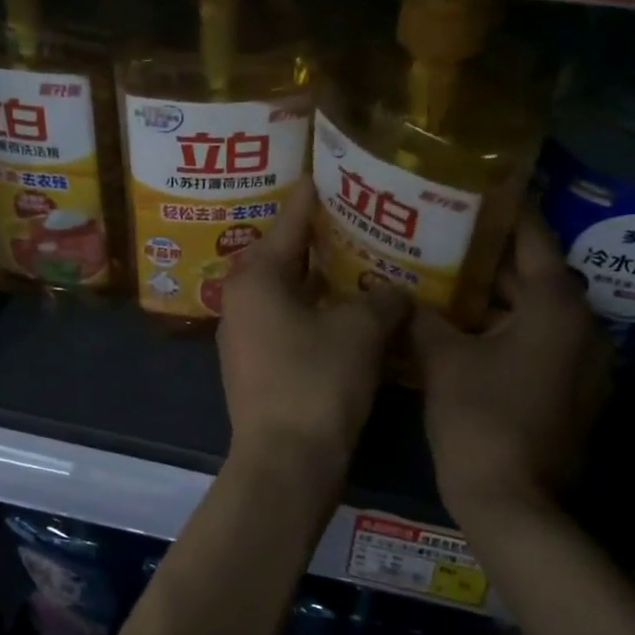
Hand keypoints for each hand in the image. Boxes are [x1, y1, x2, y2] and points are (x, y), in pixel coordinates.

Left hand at [217, 188, 407, 471]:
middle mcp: (240, 297)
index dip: (320, 193)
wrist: (285, 463)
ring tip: (366, 261)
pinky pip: (289, 322)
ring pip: (289, 291)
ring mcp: (244, 335)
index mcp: (256, 275)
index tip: (344, 170)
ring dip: (324, 280)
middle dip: (326, 238)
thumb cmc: (317, 382)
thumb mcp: (361, 331)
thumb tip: (394, 290)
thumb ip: (382, 298)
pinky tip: (352, 313)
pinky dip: (317, 312)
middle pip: (287, 253)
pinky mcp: (256, 366)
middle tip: (367, 216)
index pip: (292, 216)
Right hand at [412, 209, 612, 524]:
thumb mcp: (442, 360)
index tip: (476, 189)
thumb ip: (422, 317)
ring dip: (496, 298)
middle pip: (534, 275)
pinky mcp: (573, 391)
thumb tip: (397, 293)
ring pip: (535, 313)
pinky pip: (539, 343)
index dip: (504, 211)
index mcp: (556, 306)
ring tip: (447, 279)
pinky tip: (465, 329)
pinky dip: (507, 331)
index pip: (533, 237)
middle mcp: (582, 326)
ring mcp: (583, 363)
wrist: (513, 502)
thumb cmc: (479, 419)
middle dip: (489, 259)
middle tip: (443, 237)